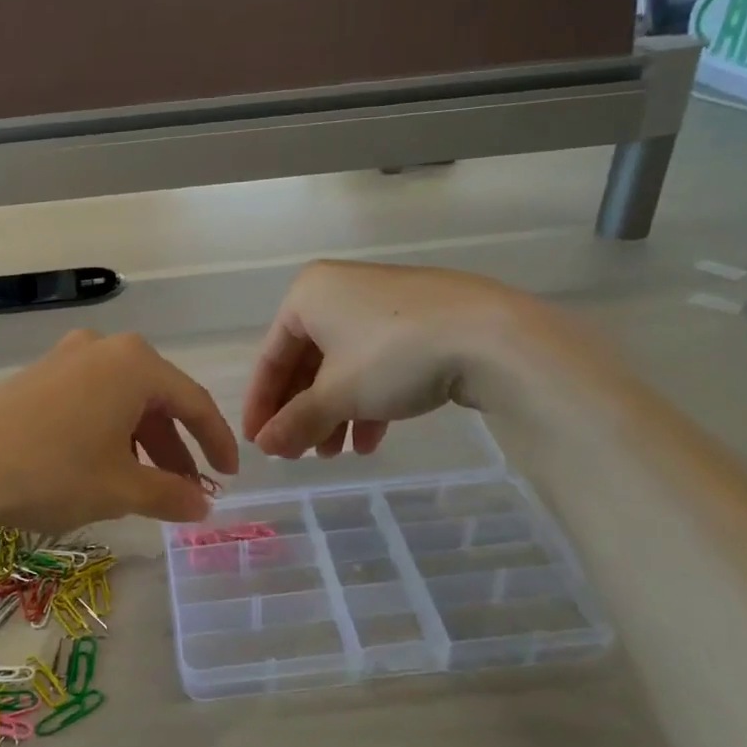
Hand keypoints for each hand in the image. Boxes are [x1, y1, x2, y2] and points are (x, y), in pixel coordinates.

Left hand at [0, 330, 239, 535]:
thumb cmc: (54, 474)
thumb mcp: (121, 490)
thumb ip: (171, 494)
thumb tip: (202, 506)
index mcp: (135, 364)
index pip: (193, 403)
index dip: (217, 442)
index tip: (229, 475)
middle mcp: (103, 348)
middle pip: (156, 399)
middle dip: (175, 447)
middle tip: (186, 487)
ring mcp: (65, 357)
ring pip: (121, 400)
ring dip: (140, 441)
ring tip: (143, 484)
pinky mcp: (36, 375)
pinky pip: (89, 399)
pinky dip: (107, 430)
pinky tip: (100, 464)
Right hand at [243, 260, 567, 458]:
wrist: (490, 335)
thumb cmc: (392, 356)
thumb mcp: (337, 394)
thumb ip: (295, 421)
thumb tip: (265, 447)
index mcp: (308, 295)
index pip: (272, 356)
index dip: (261, 404)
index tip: (257, 443)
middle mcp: (340, 291)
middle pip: (307, 362)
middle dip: (303, 413)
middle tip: (298, 454)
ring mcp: (383, 304)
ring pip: (343, 366)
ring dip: (334, 414)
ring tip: (335, 455)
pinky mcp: (418, 320)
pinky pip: (376, 363)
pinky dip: (367, 401)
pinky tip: (370, 440)